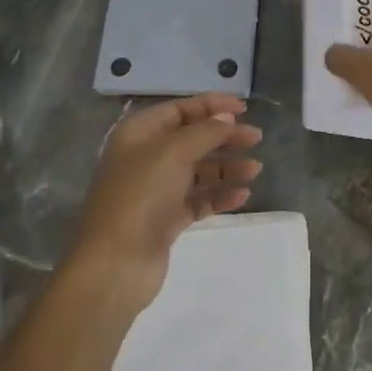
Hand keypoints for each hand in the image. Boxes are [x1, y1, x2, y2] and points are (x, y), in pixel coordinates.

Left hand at [65, 93, 263, 314]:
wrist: (115, 264)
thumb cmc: (140, 197)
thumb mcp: (173, 153)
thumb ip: (204, 132)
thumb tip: (226, 119)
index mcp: (139, 134)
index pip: (179, 110)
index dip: (211, 106)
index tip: (244, 108)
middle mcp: (145, 158)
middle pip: (192, 139)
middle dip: (224, 137)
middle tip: (256, 139)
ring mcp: (155, 191)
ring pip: (198, 171)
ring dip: (227, 168)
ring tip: (255, 170)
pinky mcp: (165, 220)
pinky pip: (198, 200)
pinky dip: (219, 196)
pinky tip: (242, 196)